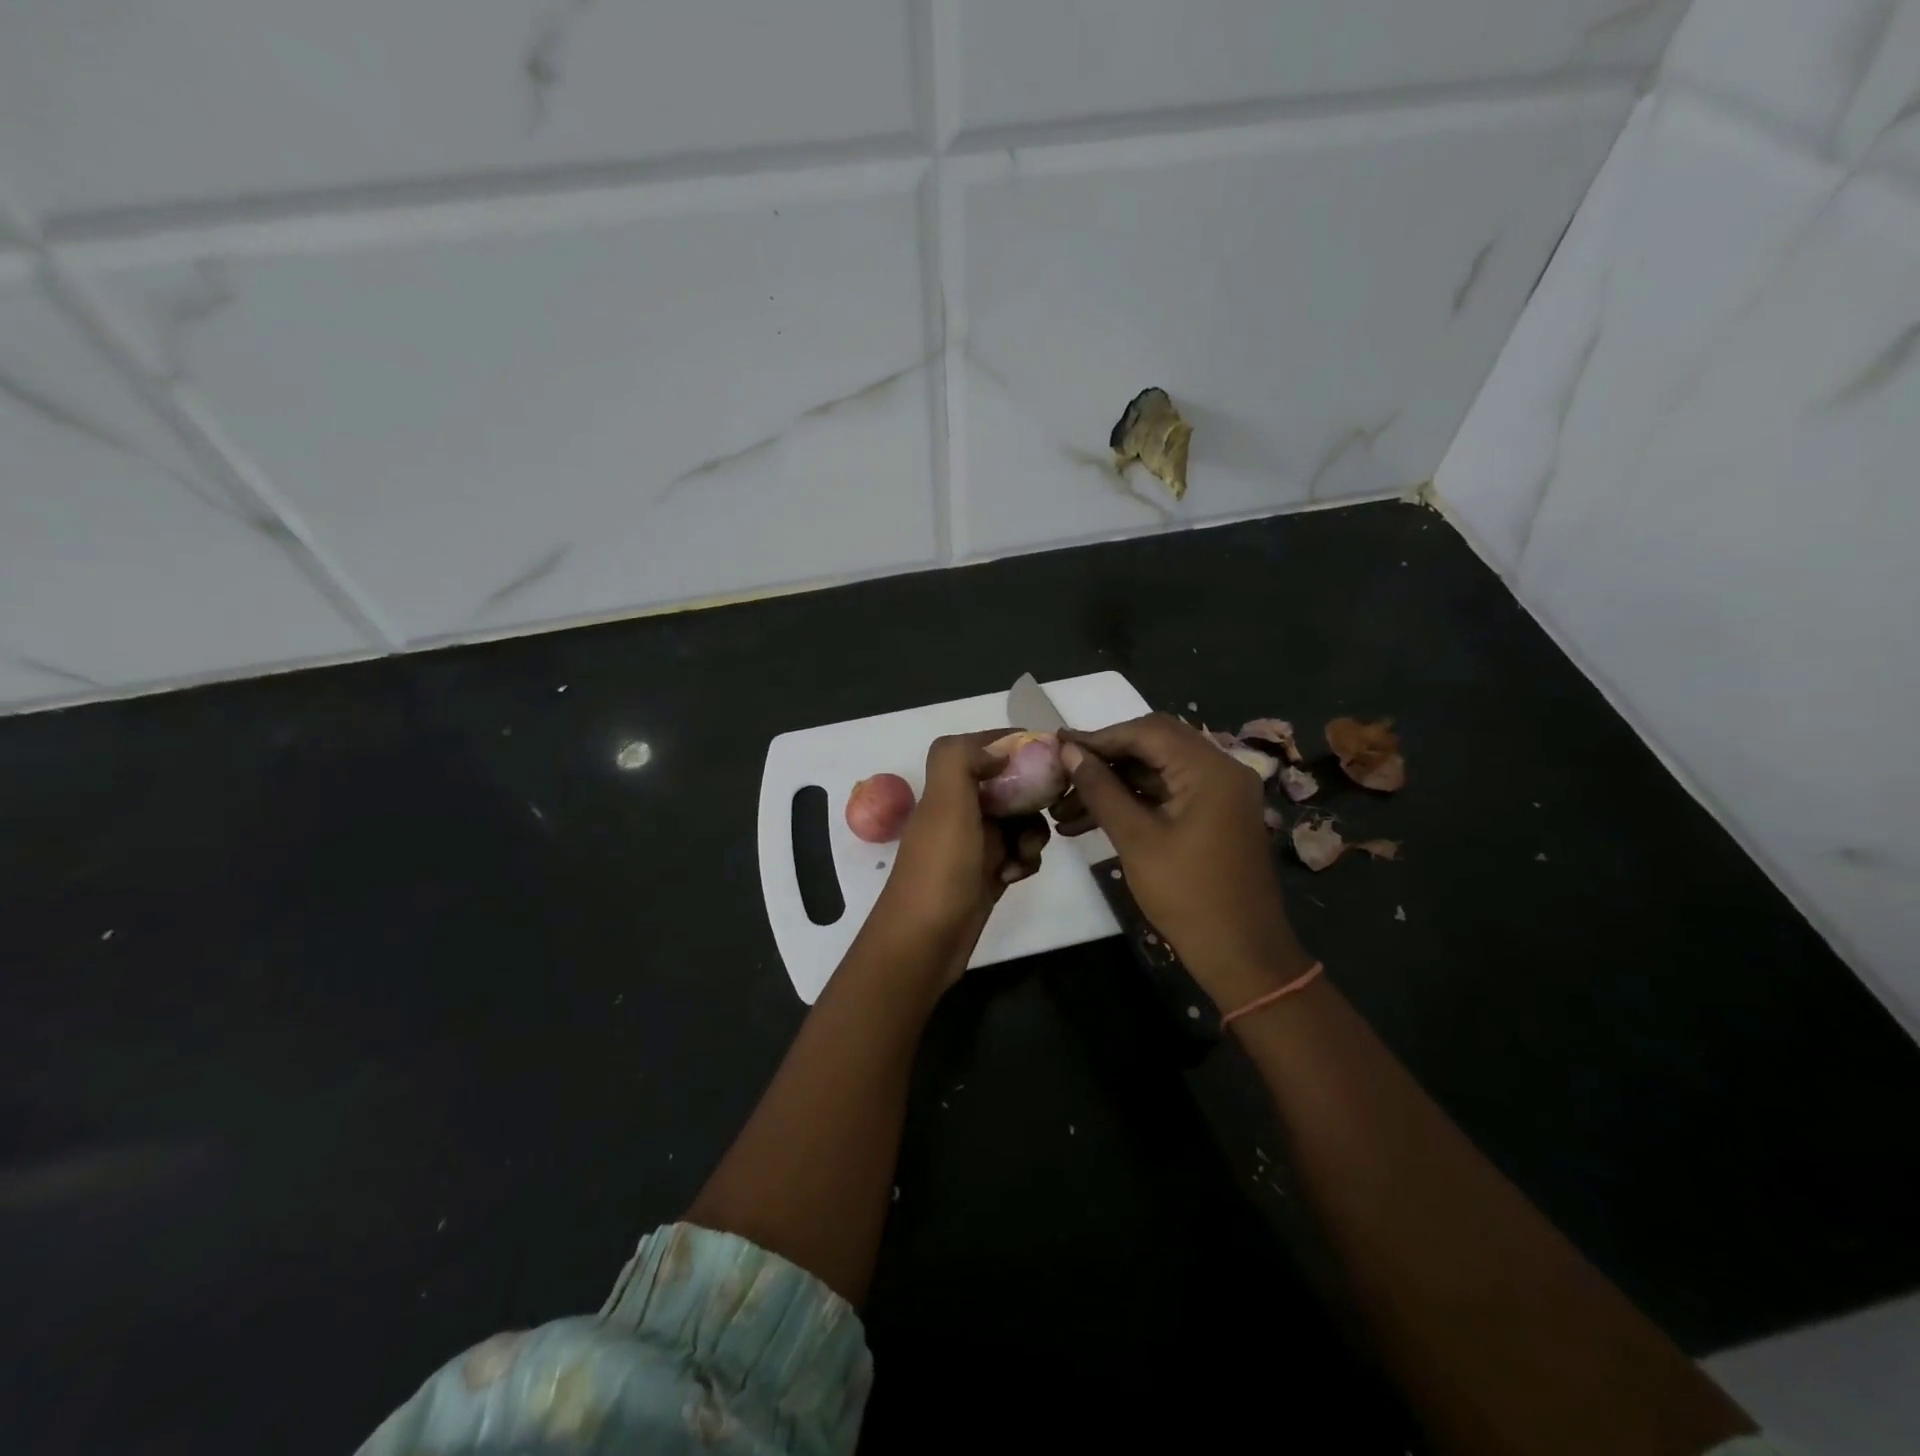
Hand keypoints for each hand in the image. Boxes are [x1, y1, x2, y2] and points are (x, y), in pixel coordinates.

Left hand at [873, 730, 1049, 984]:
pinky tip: (1015, 876)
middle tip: (1049, 808)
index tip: (1050, 753)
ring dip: (1031, 833)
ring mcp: (975, 843)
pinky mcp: (988, 872)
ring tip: (1023, 854)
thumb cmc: (939, 869)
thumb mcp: (945, 804)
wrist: (925, 942)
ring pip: (1020, 820)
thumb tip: (998, 749)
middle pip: (1010, 784)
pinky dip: (1024, 860)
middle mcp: (961, 810)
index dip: (1014, 745)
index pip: (984, 748)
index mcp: (947, 788)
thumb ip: (960, 760)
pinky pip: (1019, 853)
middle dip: (1033, 796)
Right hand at [1053, 713, 1311, 1005]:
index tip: (1057, 746)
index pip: (1147, 731)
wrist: (1241, 954)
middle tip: (1061, 773)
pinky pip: (1167, 794)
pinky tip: (1090, 821)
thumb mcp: (1136, 839)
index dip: (1099, 737)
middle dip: (1104, 759)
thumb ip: (1101, 789)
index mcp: (1210, 768)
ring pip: (1156, 771)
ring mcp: (1219, 793)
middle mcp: (1220, 769)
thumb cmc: (1188, 895)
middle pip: (1152, 745)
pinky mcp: (1213, 815)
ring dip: (1113, 784)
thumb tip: (1068, 752)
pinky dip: (1132, 802)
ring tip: (1064, 808)